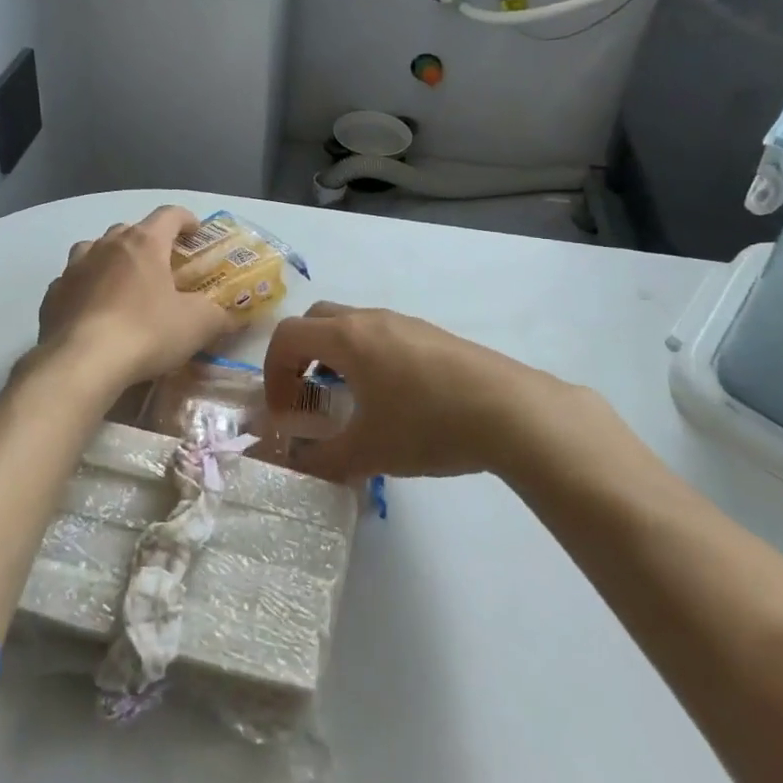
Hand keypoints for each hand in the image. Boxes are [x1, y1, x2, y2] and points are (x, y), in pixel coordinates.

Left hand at [36, 206, 231, 389]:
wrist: (81, 363)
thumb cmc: (146, 333)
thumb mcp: (197, 326)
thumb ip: (219, 316)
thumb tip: (234, 316)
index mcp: (143, 243)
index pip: (169, 215)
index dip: (186, 220)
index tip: (196, 233)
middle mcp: (106, 245)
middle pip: (130, 230)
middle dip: (148, 242)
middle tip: (162, 266)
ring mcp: (74, 267)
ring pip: (95, 249)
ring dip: (111, 258)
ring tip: (122, 282)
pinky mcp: (53, 294)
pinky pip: (73, 281)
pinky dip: (86, 287)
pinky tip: (93, 310)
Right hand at [262, 302, 584, 482]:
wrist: (510, 410)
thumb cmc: (428, 425)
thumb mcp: (369, 452)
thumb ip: (323, 459)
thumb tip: (298, 463)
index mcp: (346, 338)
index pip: (287, 336)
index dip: (273, 372)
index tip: (283, 412)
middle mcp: (370, 319)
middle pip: (316, 320)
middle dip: (300, 356)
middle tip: (307, 397)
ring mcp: (404, 323)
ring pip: (351, 325)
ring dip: (334, 356)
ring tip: (348, 401)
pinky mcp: (431, 335)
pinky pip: (381, 335)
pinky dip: (366, 357)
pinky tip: (391, 399)